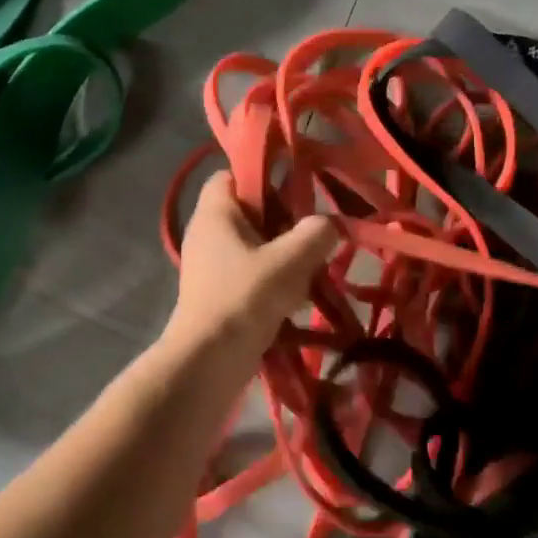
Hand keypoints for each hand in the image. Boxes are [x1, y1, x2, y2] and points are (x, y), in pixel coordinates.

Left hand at [163, 172, 337, 366]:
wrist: (208, 362)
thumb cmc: (244, 298)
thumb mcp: (290, 261)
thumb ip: (316, 234)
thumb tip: (330, 224)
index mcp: (214, 214)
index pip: (230, 175)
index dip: (260, 176)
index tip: (294, 190)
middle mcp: (207, 235)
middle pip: (249, 213)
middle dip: (284, 222)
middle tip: (313, 235)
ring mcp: (210, 267)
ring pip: (254, 247)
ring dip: (283, 256)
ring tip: (310, 270)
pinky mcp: (218, 296)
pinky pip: (250, 276)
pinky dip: (273, 282)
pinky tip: (296, 299)